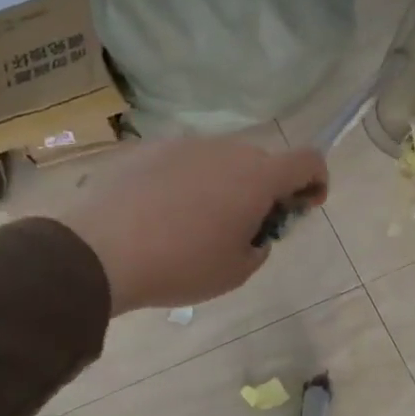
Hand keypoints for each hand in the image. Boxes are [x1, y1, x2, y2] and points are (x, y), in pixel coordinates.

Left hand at [49, 137, 326, 314]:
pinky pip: (183, 161)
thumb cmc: (181, 265)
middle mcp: (226, 149)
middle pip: (262, 161)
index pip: (309, 159)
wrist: (98, 251)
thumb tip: (251, 231)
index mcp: (257, 177)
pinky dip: (187, 181)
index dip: (316, 180)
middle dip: (265, 190)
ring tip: (196, 222)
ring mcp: (184, 144)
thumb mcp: (237, 271)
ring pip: (221, 160)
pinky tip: (161, 213)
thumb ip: (259, 244)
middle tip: (245, 226)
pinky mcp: (147, 148)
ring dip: (225, 184)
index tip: (303, 206)